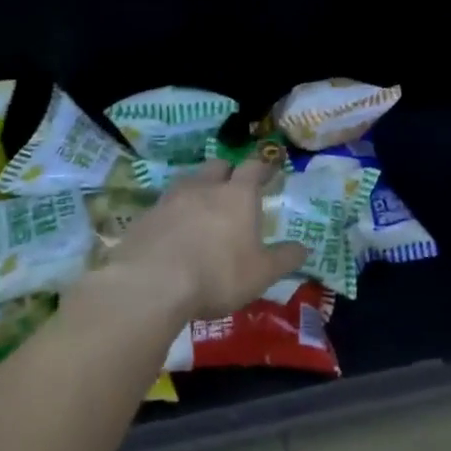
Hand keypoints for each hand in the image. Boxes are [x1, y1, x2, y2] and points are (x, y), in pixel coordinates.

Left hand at [100, 158, 307, 322]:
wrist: (151, 284)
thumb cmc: (217, 274)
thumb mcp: (261, 274)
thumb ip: (284, 259)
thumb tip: (304, 248)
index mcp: (238, 194)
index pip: (254, 167)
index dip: (263, 166)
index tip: (269, 169)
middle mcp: (204, 187)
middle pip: (218, 166)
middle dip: (228, 172)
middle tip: (234, 187)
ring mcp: (171, 199)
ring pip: (189, 182)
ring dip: (199, 189)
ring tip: (203, 209)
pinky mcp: (145, 216)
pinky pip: (165, 206)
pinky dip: (174, 213)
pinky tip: (174, 232)